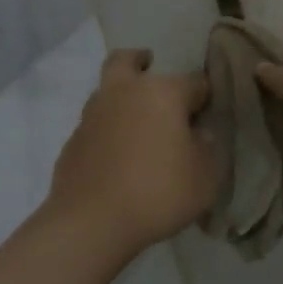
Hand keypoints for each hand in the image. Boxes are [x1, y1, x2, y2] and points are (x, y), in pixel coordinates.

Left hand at [46, 49, 215, 251]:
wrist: (92, 223)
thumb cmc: (160, 192)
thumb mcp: (206, 175)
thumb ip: (206, 148)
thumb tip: (197, 135)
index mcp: (163, 93)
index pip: (195, 82)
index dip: (206, 96)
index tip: (210, 111)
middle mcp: (125, 93)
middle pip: (128, 60)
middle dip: (141, 62)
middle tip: (152, 74)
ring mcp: (92, 115)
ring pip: (107, 90)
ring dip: (122, 97)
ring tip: (139, 124)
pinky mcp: (73, 141)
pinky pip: (96, 124)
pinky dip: (108, 130)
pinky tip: (119, 155)